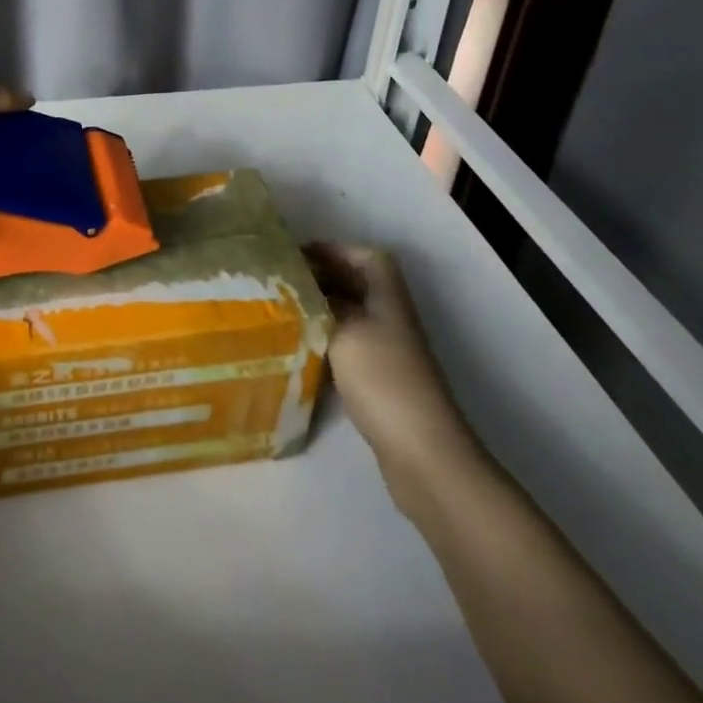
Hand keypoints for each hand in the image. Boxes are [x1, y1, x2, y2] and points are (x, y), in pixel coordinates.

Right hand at [306, 243, 481, 488]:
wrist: (421, 452)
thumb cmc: (383, 378)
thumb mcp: (344, 329)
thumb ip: (321, 303)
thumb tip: (300, 287)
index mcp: (387, 297)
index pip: (366, 257)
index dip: (334, 250)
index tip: (297, 255)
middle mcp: (390, 317)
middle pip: (357, 284)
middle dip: (322, 277)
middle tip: (281, 281)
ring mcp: (388, 351)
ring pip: (350, 316)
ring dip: (321, 309)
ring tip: (283, 310)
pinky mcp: (380, 381)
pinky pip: (348, 345)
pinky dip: (325, 340)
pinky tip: (300, 348)